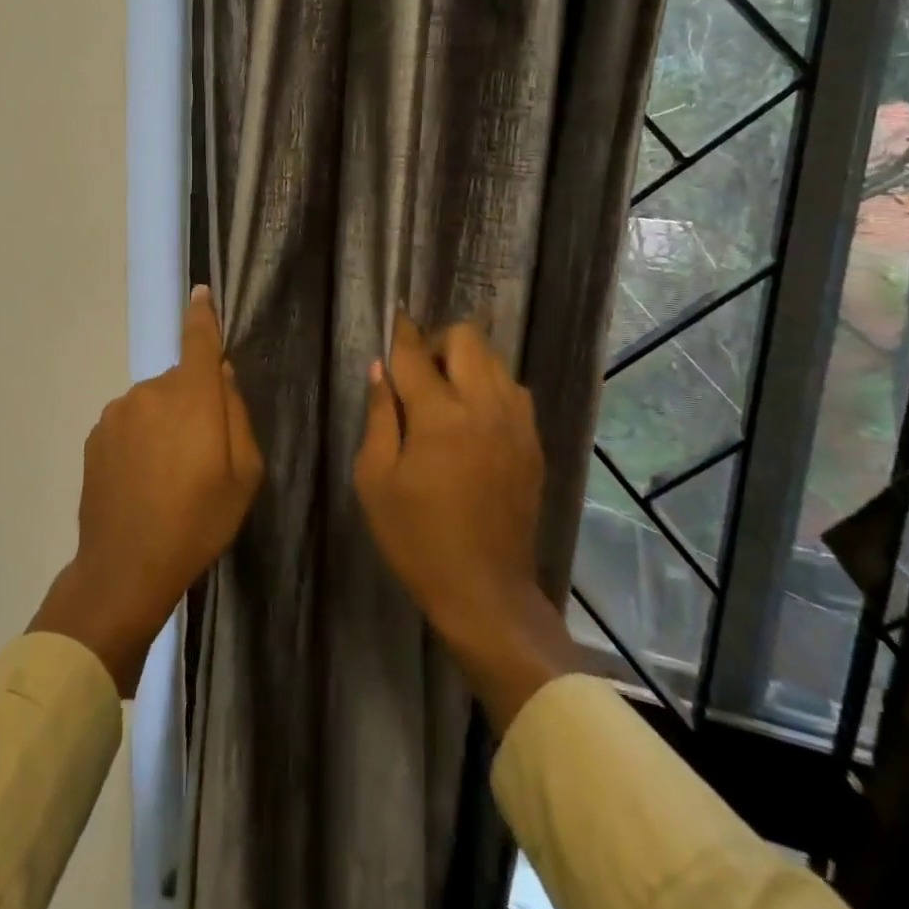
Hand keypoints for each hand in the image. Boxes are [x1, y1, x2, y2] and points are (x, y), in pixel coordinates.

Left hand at [31, 285, 262, 694]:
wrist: (126, 565)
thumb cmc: (199, 521)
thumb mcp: (244, 474)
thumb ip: (237, 415)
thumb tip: (223, 376)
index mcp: (193, 396)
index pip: (199, 341)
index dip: (203, 316)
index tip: (201, 293)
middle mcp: (151, 392)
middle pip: (180, 381)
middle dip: (193, 402)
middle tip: (202, 453)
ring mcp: (118, 412)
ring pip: (153, 403)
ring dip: (164, 422)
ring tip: (168, 473)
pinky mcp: (96, 435)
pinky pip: (129, 423)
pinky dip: (140, 438)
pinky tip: (141, 478)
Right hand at [354, 314, 577, 732]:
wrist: (484, 590)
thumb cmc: (417, 538)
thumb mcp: (375, 480)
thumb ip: (379, 417)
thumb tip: (379, 371)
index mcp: (440, 417)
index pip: (416, 354)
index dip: (402, 334)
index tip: (396, 319)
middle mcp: (484, 406)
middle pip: (467, 338)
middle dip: (438, 342)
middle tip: (419, 373)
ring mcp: (516, 422)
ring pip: (495, 360)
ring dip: (467, 363)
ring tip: (447, 395)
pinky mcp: (533, 442)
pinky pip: (514, 390)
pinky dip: (491, 387)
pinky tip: (474, 419)